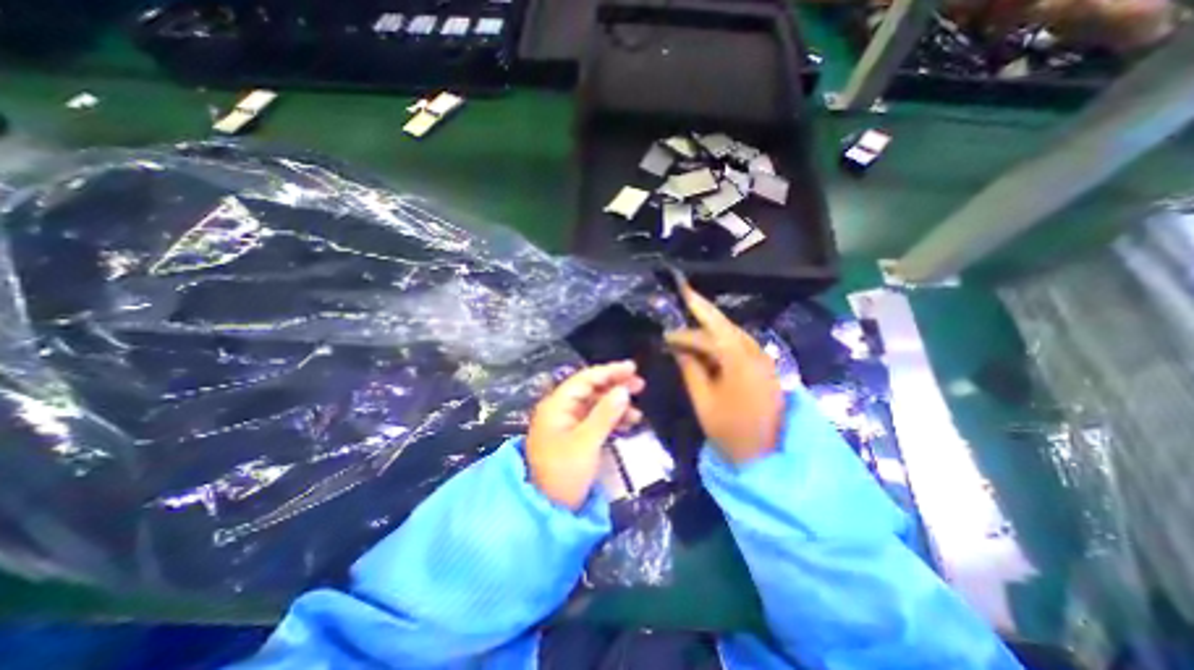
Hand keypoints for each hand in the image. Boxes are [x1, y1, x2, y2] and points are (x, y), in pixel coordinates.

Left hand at [526, 362, 643, 508]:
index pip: (585, 379)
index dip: (609, 371)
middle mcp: (560, 409)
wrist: (548, 510)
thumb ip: (605, 414)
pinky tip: (629, 423)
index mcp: (557, 405)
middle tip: (640, 385)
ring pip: (595, 405)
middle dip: (615, 386)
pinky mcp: (575, 437)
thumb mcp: (586, 442)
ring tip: (638, 411)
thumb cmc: (564, 473)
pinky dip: (612, 420)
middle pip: (591, 390)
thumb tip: (624, 390)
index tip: (632, 368)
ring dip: (616, 405)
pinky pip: (595, 421)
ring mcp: (567, 424)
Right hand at [667, 278, 791, 465]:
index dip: (695, 311)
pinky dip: (722, 344)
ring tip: (687, 331)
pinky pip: (740, 348)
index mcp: (739, 360)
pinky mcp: (765, 370)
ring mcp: (763, 361)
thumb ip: (690, 369)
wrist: (766, 457)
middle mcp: (755, 354)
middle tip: (678, 315)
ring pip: (733, 336)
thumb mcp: (703, 400)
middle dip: (699, 319)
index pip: (712, 327)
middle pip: (724, 328)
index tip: (680, 295)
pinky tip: (707, 348)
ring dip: (710, 332)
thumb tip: (678, 348)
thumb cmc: (730, 431)